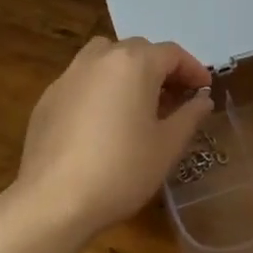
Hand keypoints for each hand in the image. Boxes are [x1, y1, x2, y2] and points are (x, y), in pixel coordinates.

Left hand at [14, 37, 213, 237]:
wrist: (52, 202)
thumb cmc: (121, 169)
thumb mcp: (168, 145)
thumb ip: (190, 115)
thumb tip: (202, 99)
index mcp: (134, 63)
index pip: (172, 54)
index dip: (193, 70)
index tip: (205, 90)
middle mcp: (101, 58)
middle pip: (139, 51)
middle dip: (161, 69)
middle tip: (176, 98)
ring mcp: (69, 76)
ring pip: (106, 59)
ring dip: (127, 72)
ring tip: (137, 103)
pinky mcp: (48, 98)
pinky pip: (83, 81)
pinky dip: (100, 89)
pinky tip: (103, 123)